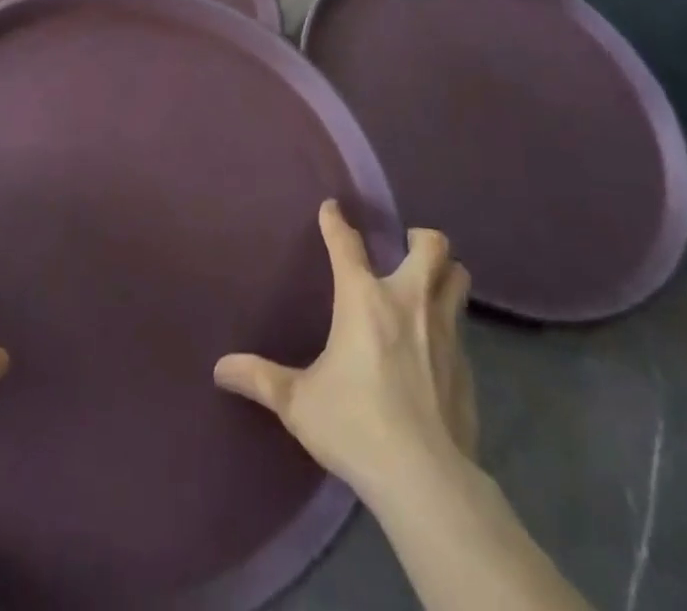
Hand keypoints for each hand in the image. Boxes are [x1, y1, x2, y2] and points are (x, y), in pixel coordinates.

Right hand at [214, 200, 477, 500]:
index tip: (331, 208)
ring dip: (445, 273)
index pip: (346, 244)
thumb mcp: (298, 403)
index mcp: (363, 299)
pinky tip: (436, 349)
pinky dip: (450, 325)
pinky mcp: (466, 367)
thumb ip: (260, 379)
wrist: (425, 479)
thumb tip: (220, 368)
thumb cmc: (355, 425)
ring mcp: (445, 332)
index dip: (336, 222)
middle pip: (431, 246)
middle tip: (405, 248)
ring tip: (428, 284)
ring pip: (458, 279)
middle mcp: (408, 302)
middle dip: (420, 239)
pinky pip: (462, 328)